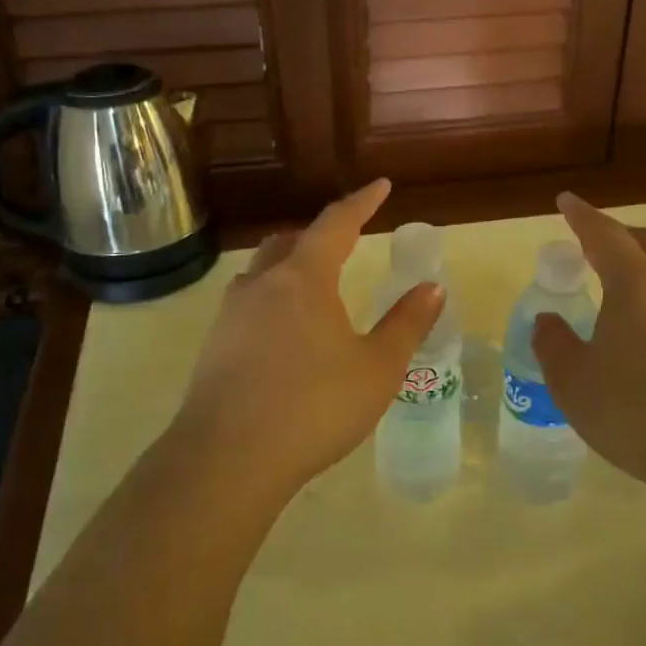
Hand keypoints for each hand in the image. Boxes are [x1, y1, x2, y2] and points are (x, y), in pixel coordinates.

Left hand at [169, 179, 441, 505]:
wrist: (228, 459)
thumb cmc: (314, 406)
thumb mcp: (376, 368)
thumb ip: (406, 324)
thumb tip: (432, 287)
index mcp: (304, 278)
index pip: (336, 224)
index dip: (361, 202)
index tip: (380, 186)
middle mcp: (262, 284)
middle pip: (289, 242)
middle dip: (319, 236)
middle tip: (343, 243)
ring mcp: (230, 314)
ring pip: (262, 271)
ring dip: (289, 266)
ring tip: (312, 288)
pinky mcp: (213, 345)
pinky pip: (247, 304)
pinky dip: (271, 300)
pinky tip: (282, 334)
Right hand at [531, 192, 645, 498]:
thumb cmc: (637, 413)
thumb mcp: (574, 383)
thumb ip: (554, 345)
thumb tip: (548, 322)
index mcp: (636, 285)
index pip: (604, 235)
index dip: (582, 216)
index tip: (567, 201)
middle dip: (624, 234)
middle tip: (599, 247)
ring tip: (630, 298)